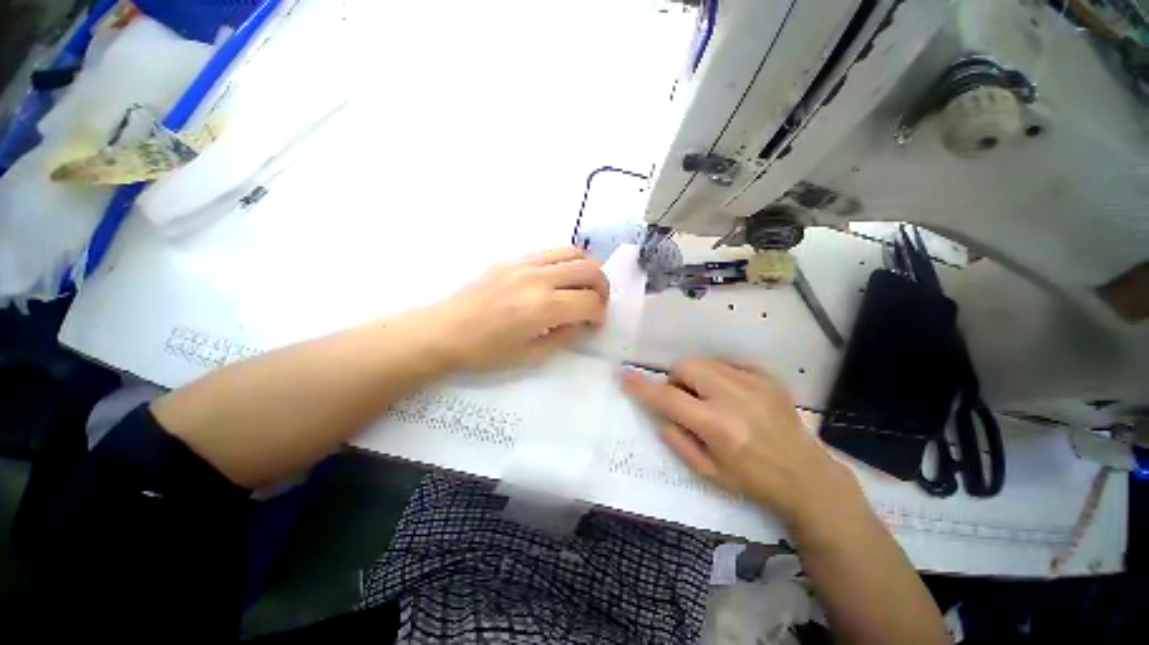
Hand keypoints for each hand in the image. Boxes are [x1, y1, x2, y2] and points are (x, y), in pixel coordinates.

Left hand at [425, 247, 608, 371]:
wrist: (444, 331)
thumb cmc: (485, 351)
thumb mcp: (531, 355)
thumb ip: (564, 336)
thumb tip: (581, 322)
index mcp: (543, 307)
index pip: (590, 302)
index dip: (599, 314)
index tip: (593, 323)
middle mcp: (539, 278)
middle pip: (590, 269)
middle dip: (602, 288)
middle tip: (595, 304)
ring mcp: (525, 263)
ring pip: (574, 251)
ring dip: (586, 269)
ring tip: (580, 287)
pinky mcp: (513, 258)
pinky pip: (551, 251)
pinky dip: (566, 262)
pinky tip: (558, 279)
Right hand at [622, 358, 863, 530]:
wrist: (807, 477)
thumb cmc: (753, 481)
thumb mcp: (707, 472)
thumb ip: (676, 438)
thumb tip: (660, 410)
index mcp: (718, 427)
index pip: (668, 398)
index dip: (642, 387)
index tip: (625, 376)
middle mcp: (735, 398)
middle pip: (686, 367)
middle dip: (676, 380)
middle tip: (685, 401)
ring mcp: (755, 383)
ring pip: (704, 361)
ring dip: (695, 376)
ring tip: (709, 398)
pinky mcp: (768, 377)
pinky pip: (727, 362)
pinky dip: (718, 374)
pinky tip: (729, 394)